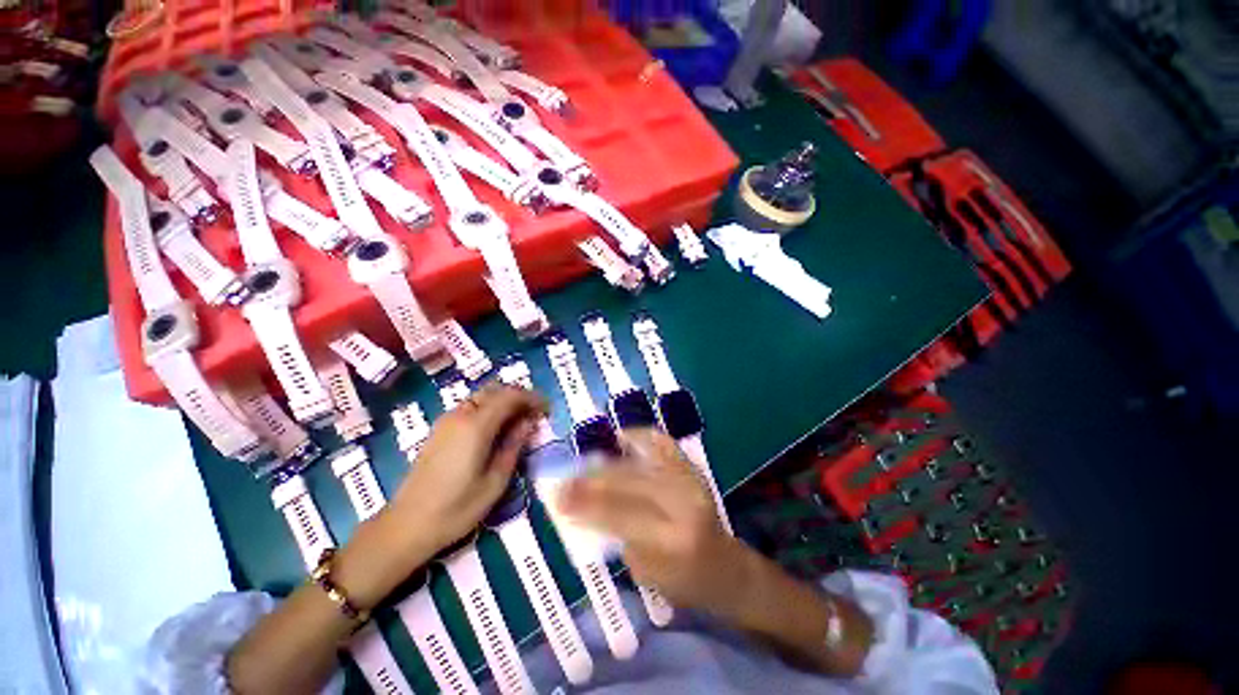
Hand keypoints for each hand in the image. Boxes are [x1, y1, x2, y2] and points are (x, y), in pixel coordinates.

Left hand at [388, 383, 546, 553]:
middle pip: (495, 390)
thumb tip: (529, 422)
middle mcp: (460, 415)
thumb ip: (514, 446)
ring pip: (481, 396)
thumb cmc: (456, 509)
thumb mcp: (495, 481)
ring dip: (503, 402)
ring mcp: (446, 421)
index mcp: (476, 426)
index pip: (510, 396)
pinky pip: (470, 407)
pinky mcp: (439, 430)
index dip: (532, 398)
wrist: (406, 526)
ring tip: (518, 422)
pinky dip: (489, 409)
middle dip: (518, 396)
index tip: (547, 410)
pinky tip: (495, 430)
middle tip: (534, 415)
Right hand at [558, 428, 745, 612]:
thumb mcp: (645, 572)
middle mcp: (685, 502)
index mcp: (674, 539)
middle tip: (564, 480)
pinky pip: (663, 444)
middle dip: (591, 480)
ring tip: (585, 463)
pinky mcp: (693, 468)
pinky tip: (621, 437)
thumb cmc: (684, 581)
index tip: (557, 498)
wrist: (725, 566)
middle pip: (628, 482)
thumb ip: (616, 535)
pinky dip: (640, 436)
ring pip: (640, 461)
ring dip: (608, 461)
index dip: (586, 504)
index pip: (620, 514)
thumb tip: (584, 504)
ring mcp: (691, 479)